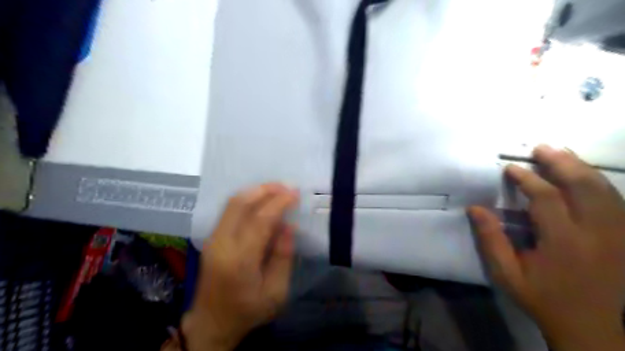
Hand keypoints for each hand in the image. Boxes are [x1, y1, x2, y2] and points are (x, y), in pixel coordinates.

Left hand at [182, 184, 297, 349]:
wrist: (211, 323)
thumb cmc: (248, 311)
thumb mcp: (276, 292)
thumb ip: (283, 256)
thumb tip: (289, 226)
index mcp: (240, 260)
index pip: (260, 220)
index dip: (279, 202)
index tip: (295, 193)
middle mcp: (222, 243)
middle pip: (241, 203)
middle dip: (265, 189)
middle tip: (286, 186)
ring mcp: (213, 239)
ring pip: (232, 203)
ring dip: (255, 191)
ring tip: (276, 189)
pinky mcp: (211, 238)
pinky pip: (229, 210)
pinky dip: (247, 199)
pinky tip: (261, 200)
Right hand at [472, 145, 624, 350]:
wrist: (591, 327)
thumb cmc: (542, 298)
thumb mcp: (507, 274)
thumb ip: (491, 240)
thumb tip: (475, 209)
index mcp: (564, 243)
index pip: (547, 199)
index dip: (528, 179)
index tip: (510, 168)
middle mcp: (597, 234)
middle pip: (584, 187)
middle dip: (561, 163)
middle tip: (541, 148)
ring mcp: (618, 235)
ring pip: (605, 190)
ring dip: (581, 168)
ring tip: (561, 153)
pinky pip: (615, 201)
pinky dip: (598, 183)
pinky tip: (584, 175)